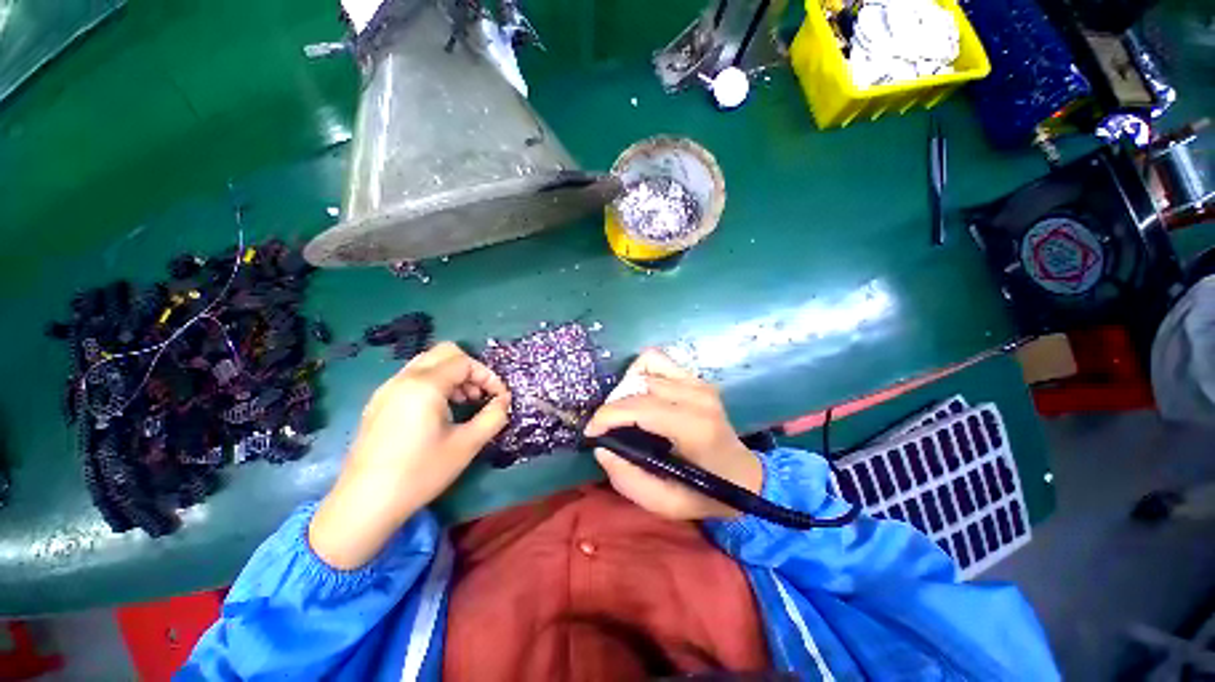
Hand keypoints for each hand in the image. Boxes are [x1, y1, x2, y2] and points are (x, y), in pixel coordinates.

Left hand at [310, 342, 509, 568]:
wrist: (364, 504)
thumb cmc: (420, 472)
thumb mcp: (467, 445)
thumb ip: (494, 416)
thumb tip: (504, 401)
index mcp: (424, 385)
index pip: (465, 362)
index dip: (488, 376)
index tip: (499, 398)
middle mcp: (403, 379)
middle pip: (444, 353)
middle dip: (470, 370)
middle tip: (479, 395)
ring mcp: (387, 390)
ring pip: (427, 364)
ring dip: (452, 376)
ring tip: (463, 404)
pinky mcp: (378, 403)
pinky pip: (412, 379)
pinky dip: (433, 384)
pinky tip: (438, 413)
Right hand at [584, 349, 761, 521]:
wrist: (744, 475)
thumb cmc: (706, 493)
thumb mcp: (666, 504)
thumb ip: (629, 480)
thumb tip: (601, 448)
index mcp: (694, 427)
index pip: (640, 408)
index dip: (607, 416)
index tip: (590, 433)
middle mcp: (697, 396)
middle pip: (638, 386)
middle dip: (612, 406)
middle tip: (607, 429)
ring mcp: (698, 383)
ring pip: (644, 367)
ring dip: (625, 389)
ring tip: (624, 412)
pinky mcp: (696, 378)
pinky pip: (656, 360)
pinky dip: (640, 373)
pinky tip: (640, 394)